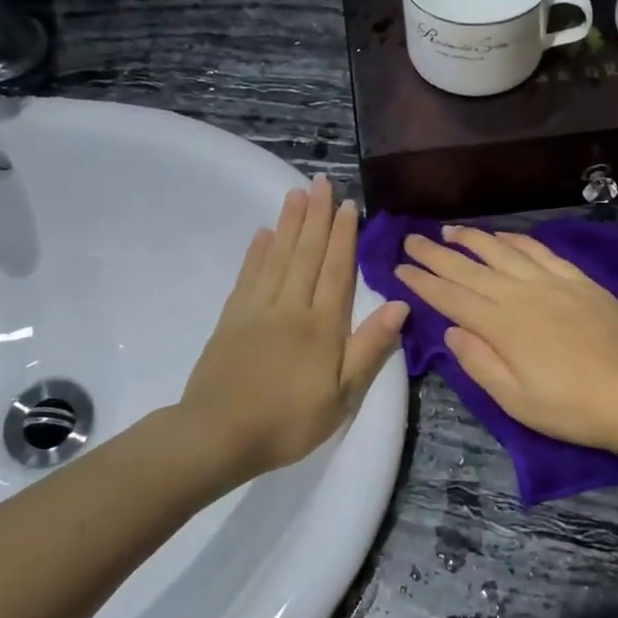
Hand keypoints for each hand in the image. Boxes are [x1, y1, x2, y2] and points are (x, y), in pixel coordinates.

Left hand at [180, 177, 408, 479]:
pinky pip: (248, 276)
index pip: (337, 270)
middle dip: (316, 216)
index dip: (345, 236)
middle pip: (306, 253)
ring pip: (277, 256)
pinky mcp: (231, 319)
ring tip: (296, 194)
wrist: (219, 435)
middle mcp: (291, 307)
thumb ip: (369, 348)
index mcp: (322, 325)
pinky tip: (263, 234)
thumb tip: (399, 304)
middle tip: (321, 182)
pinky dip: (257, 252)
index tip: (348, 206)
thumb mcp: (343, 396)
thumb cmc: (289, 421)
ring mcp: (257, 310)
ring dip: (289, 223)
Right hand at [394, 224, 617, 458]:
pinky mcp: (581, 282)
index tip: (399, 268)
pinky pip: (541, 251)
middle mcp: (523, 295)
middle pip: (471, 269)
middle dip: (437, 254)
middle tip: (411, 239)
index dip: (423, 282)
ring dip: (473, 239)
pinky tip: (503, 236)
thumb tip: (451, 330)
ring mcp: (554, 283)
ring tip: (449, 230)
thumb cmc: (572, 409)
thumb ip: (478, 362)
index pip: (452, 298)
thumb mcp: (515, 401)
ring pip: (504, 252)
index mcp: (503, 326)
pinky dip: (517, 240)